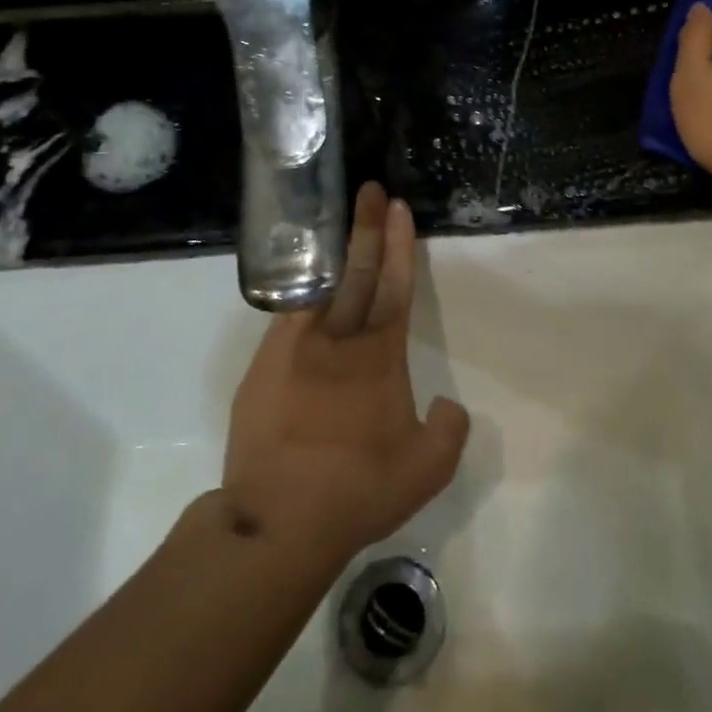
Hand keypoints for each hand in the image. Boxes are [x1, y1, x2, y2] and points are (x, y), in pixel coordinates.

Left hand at [221, 182, 469, 564]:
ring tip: (334, 220)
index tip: (399, 209)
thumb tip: (448, 405)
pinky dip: (298, 292)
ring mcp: (295, 350)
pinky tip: (303, 282)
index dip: (400, 245)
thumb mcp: (427, 469)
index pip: (395, 287)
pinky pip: (286, 317)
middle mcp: (338, 340)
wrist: (279, 521)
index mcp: (379, 356)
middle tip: (370, 190)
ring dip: (332, 250)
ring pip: (318, 286)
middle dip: (366, 228)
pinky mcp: (263, 367)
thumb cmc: (358, 489)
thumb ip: (449, 430)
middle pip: (357, 272)